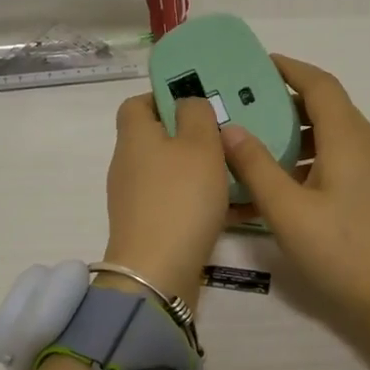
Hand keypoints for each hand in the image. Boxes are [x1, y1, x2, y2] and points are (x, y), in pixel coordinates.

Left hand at [101, 93, 229, 309]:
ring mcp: (137, 199)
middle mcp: (129, 164)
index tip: (198, 103)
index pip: (137, 103)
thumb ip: (197, 115)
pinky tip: (240, 207)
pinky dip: (205, 202)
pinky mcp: (150, 227)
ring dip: (203, 170)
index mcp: (135, 137)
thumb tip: (187, 103)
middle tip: (228, 136)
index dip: (164, 97)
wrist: (158, 272)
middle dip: (193, 136)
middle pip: (159, 139)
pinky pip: (180, 203)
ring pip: (174, 173)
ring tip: (240, 170)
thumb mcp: (199, 145)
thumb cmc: (181, 198)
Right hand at [219, 56, 369, 369]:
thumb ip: (256, 167)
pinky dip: (310, 161)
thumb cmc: (342, 252)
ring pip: (332, 136)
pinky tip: (281, 185)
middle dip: (285, 103)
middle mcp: (366, 143)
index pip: (318, 84)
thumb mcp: (287, 211)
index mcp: (348, 137)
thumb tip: (229, 129)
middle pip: (326, 107)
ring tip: (255, 146)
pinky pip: (339, 160)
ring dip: (296, 136)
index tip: (256, 65)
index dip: (288, 68)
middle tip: (245, 108)